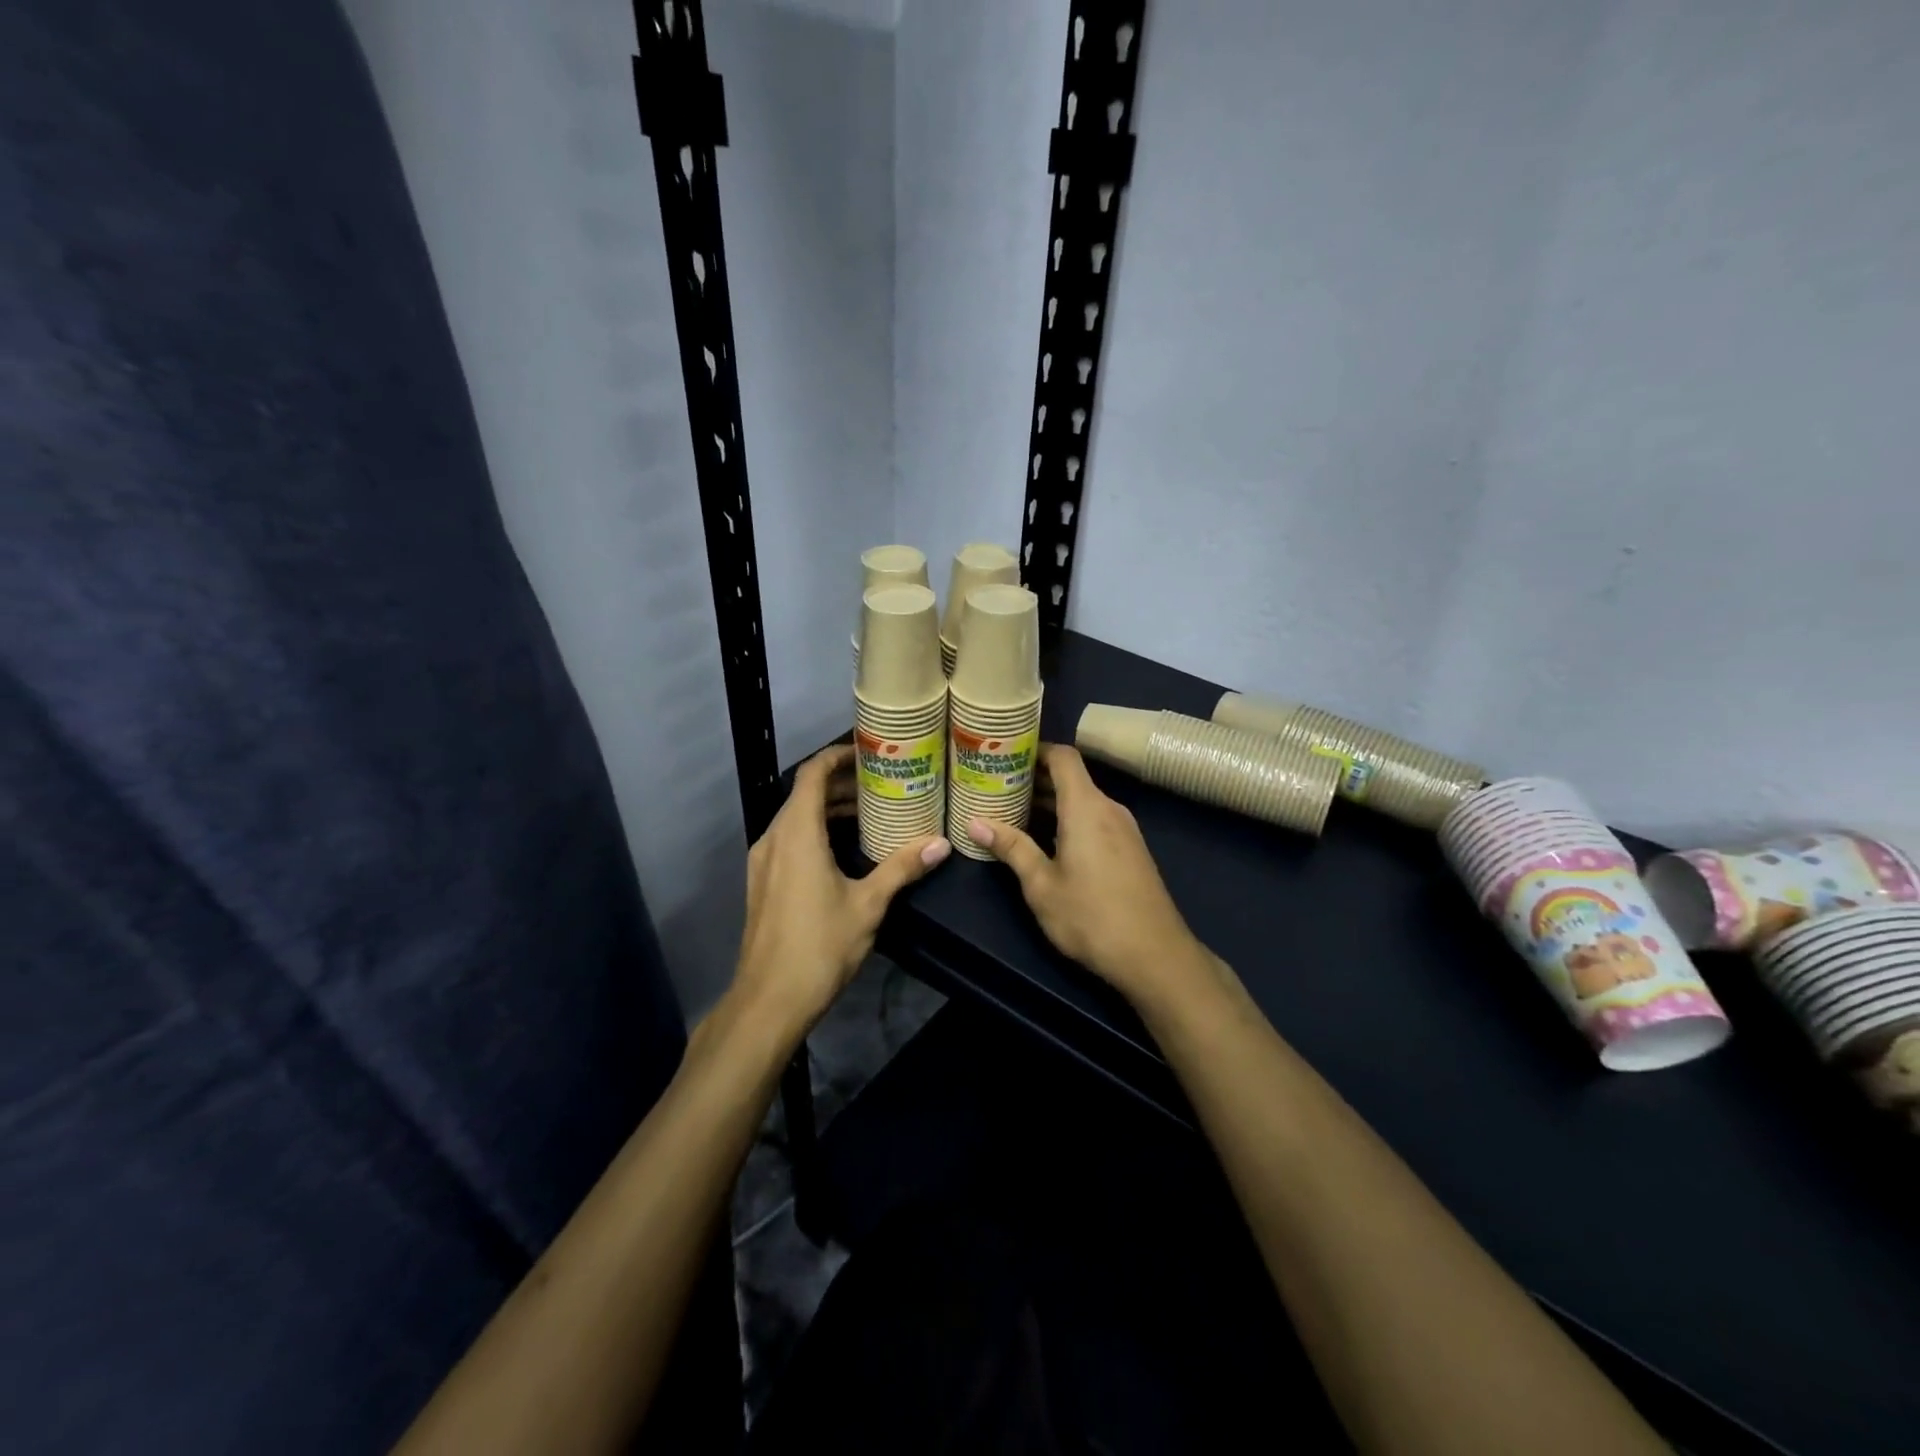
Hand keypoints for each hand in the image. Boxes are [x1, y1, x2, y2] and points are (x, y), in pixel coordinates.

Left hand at [733, 745, 949, 1033]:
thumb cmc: (820, 945)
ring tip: (870, 812)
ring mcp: (763, 862)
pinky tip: (845, 849)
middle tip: (882, 783)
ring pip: (796, 819)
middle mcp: (773, 838)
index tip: (869, 751)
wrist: (769, 999)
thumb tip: (941, 843)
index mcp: (796, 834)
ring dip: (829, 810)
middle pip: (804, 794)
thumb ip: (902, 868)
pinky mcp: (762, 882)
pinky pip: (789, 840)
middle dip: (841, 784)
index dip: (838, 756)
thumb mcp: (869, 904)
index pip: (812, 774)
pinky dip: (816, 832)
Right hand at [968, 745, 1201, 1005]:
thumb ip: (1012, 848)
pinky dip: (1069, 820)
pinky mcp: (1131, 850)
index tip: (1004, 755)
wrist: (1156, 956)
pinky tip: (1046, 841)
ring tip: (1013, 813)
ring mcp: (1125, 829)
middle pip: (1072, 778)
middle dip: (1035, 779)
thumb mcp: (1042, 886)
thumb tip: (975, 823)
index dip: (1035, 749)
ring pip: (1083, 801)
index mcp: (1086, 807)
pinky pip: (1095, 820)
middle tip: (997, 786)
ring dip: (1050, 803)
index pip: (1064, 757)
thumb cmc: (1091, 917)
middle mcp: (1109, 809)